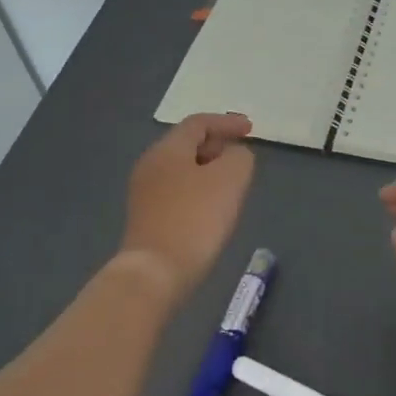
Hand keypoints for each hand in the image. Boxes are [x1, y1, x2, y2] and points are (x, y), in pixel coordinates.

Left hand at [120, 113, 255, 299]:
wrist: (155, 272)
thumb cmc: (195, 218)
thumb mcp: (230, 179)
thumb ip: (239, 158)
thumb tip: (234, 155)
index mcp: (168, 149)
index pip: (198, 123)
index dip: (227, 123)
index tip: (251, 129)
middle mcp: (150, 164)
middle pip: (186, 143)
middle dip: (216, 145)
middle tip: (241, 155)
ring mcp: (144, 192)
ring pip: (181, 168)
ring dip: (207, 169)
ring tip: (231, 181)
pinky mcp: (146, 217)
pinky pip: (176, 190)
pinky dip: (197, 188)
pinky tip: (211, 206)